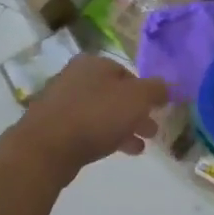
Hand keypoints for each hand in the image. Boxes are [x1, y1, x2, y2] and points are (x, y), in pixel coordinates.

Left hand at [9, 55, 168, 182]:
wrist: (46, 147)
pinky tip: (114, 151)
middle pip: (114, 93)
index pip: (127, 72)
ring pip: (101, 112)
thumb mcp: (137, 99)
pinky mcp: (52, 125)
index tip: (156, 110)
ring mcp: (61, 101)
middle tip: (152, 131)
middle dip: (135, 112)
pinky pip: (85, 127)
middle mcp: (75, 76)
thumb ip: (156, 90)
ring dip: (122, 127)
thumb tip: (168, 86)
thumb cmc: (96, 116)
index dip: (145, 91)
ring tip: (139, 147)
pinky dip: (103, 136)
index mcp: (94, 63)